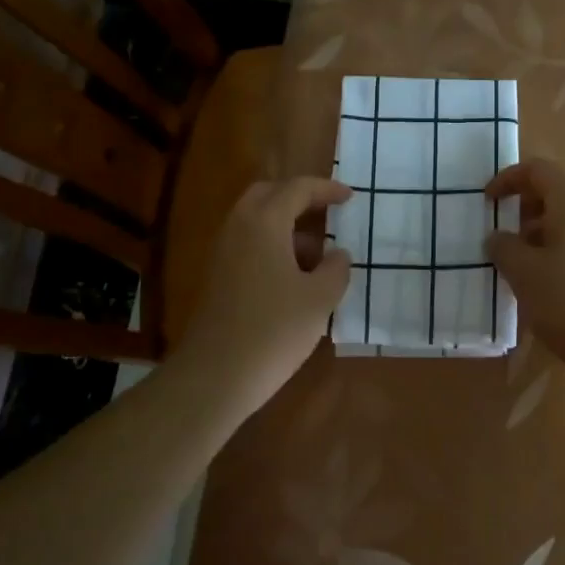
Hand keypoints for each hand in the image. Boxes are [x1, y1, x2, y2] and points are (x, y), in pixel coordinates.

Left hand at [173, 177, 351, 415]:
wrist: (215, 376)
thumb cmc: (274, 330)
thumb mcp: (319, 299)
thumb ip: (335, 269)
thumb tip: (338, 255)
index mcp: (264, 223)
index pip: (297, 189)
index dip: (326, 189)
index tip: (350, 197)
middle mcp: (238, 228)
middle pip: (268, 195)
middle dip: (299, 198)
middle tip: (328, 213)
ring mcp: (223, 253)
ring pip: (256, 222)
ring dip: (287, 227)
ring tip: (319, 256)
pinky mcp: (217, 278)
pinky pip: (248, 245)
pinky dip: (273, 248)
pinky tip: (295, 279)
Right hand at [485, 159, 564, 366]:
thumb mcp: (524, 274)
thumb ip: (504, 248)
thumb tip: (498, 238)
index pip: (538, 170)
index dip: (507, 179)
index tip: (488, 202)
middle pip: (560, 191)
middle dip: (527, 207)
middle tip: (506, 233)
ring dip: (547, 230)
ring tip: (526, 262)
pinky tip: (555, 282)